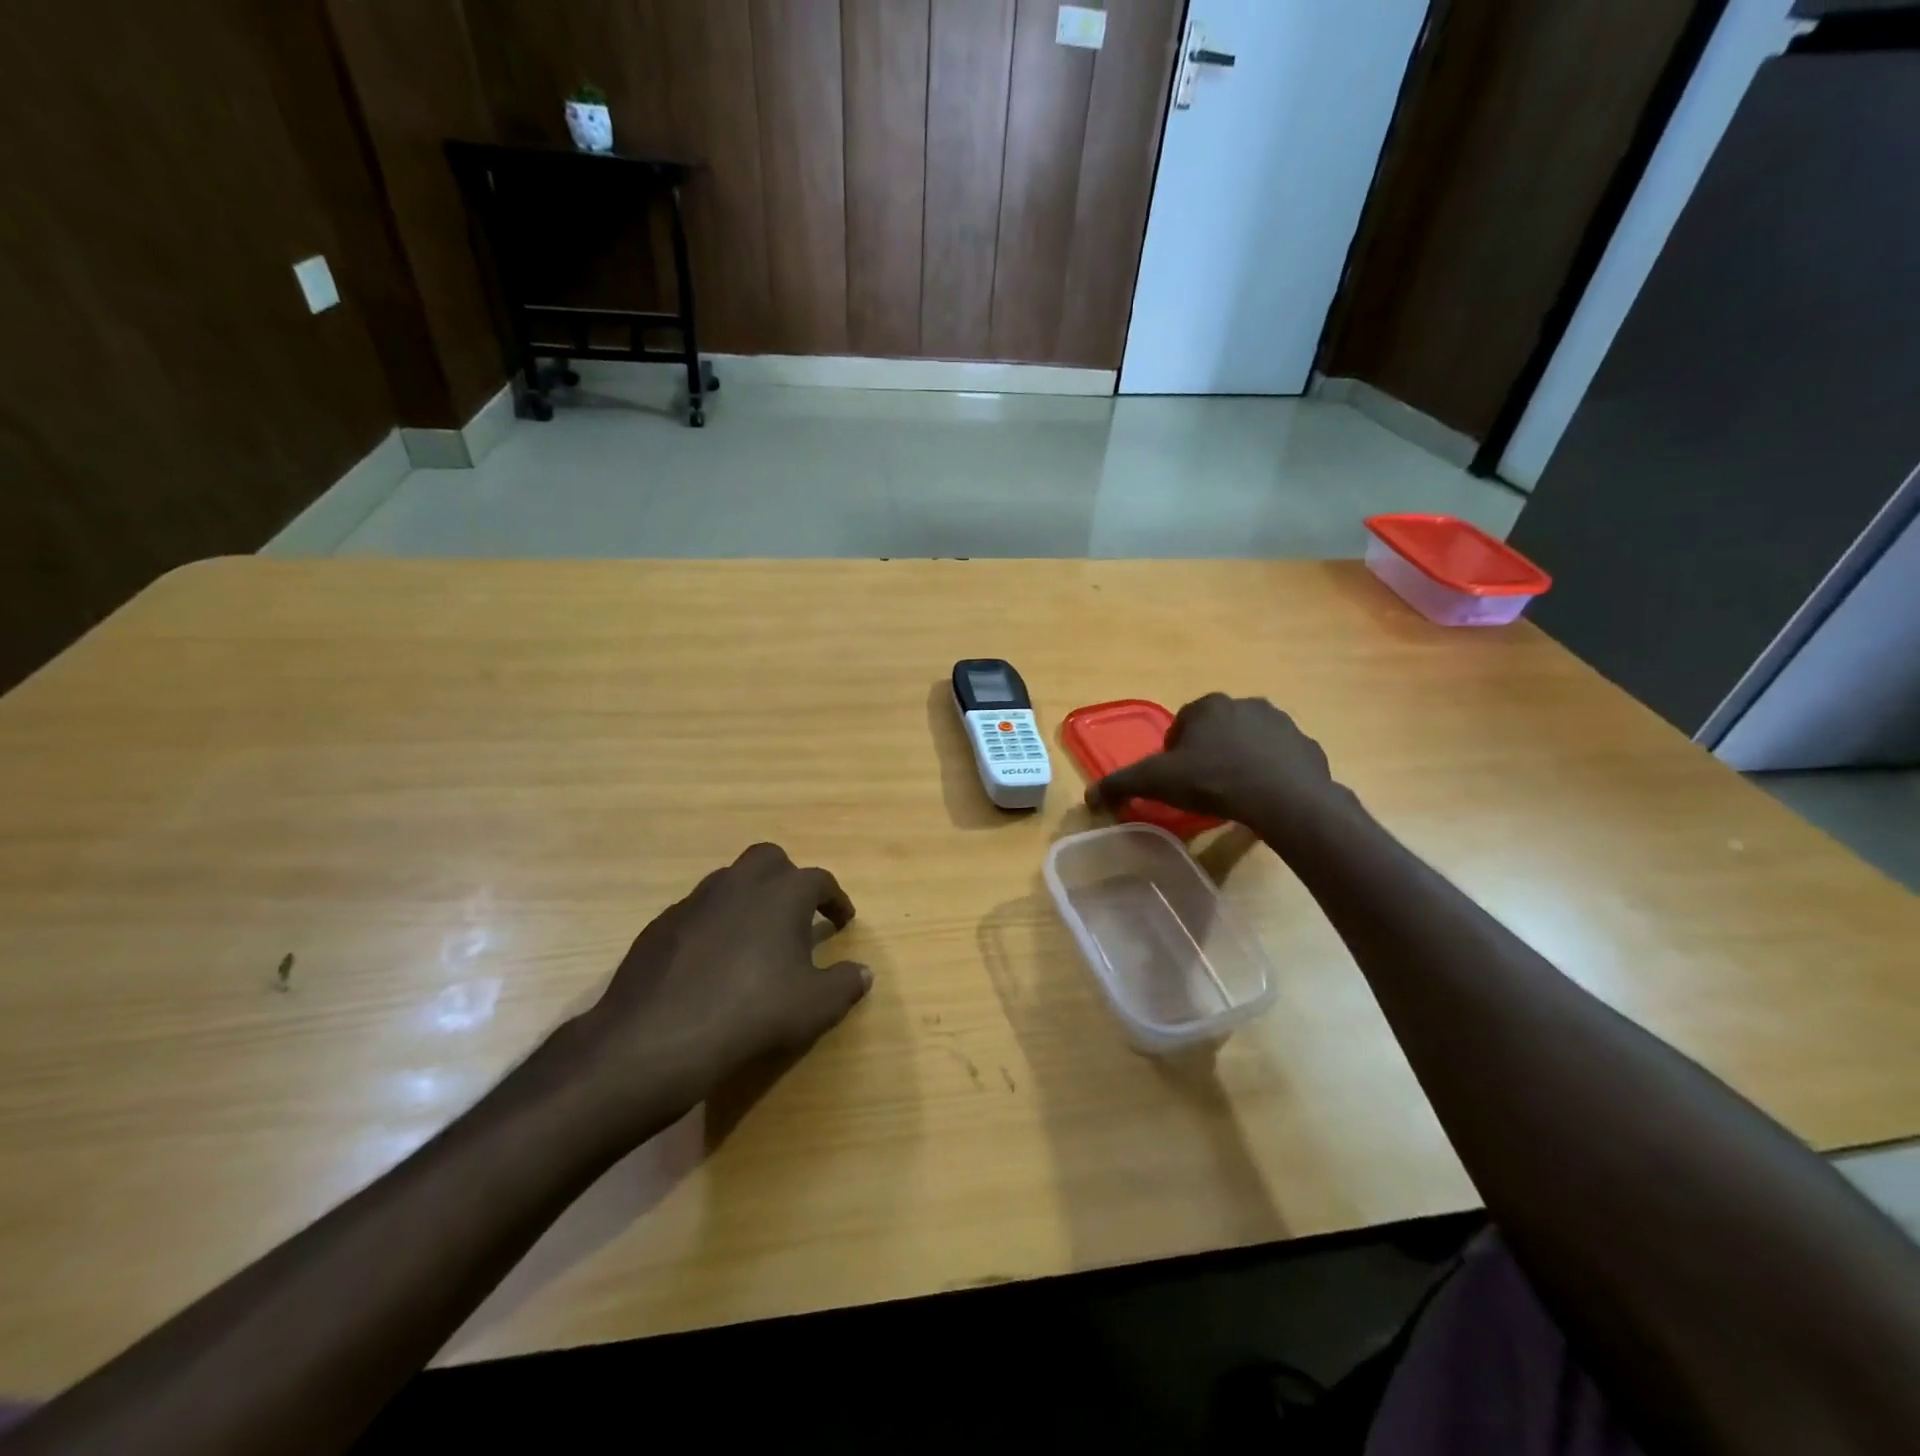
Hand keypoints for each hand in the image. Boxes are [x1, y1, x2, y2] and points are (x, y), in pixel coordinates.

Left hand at [553, 843, 871, 1140]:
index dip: (835, 900)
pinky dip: (714, 925)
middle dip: (788, 879)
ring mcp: (695, 901)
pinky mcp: (661, 925)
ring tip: (756, 938)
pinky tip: (713, 962)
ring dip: (748, 899)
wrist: (657, 1039)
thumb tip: (862, 972)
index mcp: (782, 892)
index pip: (819, 881)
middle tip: (797, 913)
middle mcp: (739, 883)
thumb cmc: (752, 1013)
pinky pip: (698, 912)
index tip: (843, 920)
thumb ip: (845, 984)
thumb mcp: (815, 1006)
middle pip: (770, 860)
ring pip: (730, 882)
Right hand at [1085, 693, 1344, 835]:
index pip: (1182, 724)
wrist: (1283, 798)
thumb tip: (1089, 796)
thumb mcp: (1157, 782)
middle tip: (1204, 787)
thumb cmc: (1213, 781)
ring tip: (1235, 793)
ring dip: (1240, 759)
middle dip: (1209, 752)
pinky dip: (1271, 771)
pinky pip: (1281, 757)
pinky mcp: (1306, 746)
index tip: (1177, 779)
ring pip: (1250, 741)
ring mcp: (1281, 723)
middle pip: (1216, 729)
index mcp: (1208, 706)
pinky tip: (1264, 796)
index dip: (1175, 752)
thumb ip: (1121, 784)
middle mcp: (1245, 704)